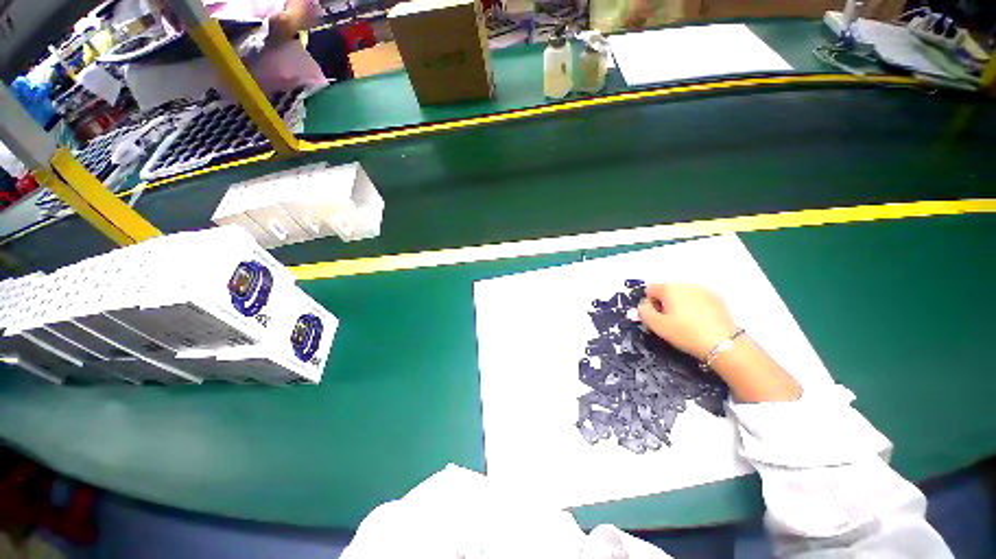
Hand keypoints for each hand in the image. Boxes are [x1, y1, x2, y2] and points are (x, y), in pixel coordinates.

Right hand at [637, 283, 737, 360]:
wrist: (723, 344)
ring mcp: (704, 291)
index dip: (649, 304)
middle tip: (669, 322)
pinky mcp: (717, 299)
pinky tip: (699, 323)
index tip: (656, 318)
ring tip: (685, 324)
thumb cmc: (685, 333)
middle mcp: (686, 285)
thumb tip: (643, 305)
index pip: (649, 289)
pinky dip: (694, 308)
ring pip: (682, 295)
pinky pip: (697, 300)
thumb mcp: (656, 325)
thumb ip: (643, 311)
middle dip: (664, 303)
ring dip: (679, 305)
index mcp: (669, 288)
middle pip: (666, 290)